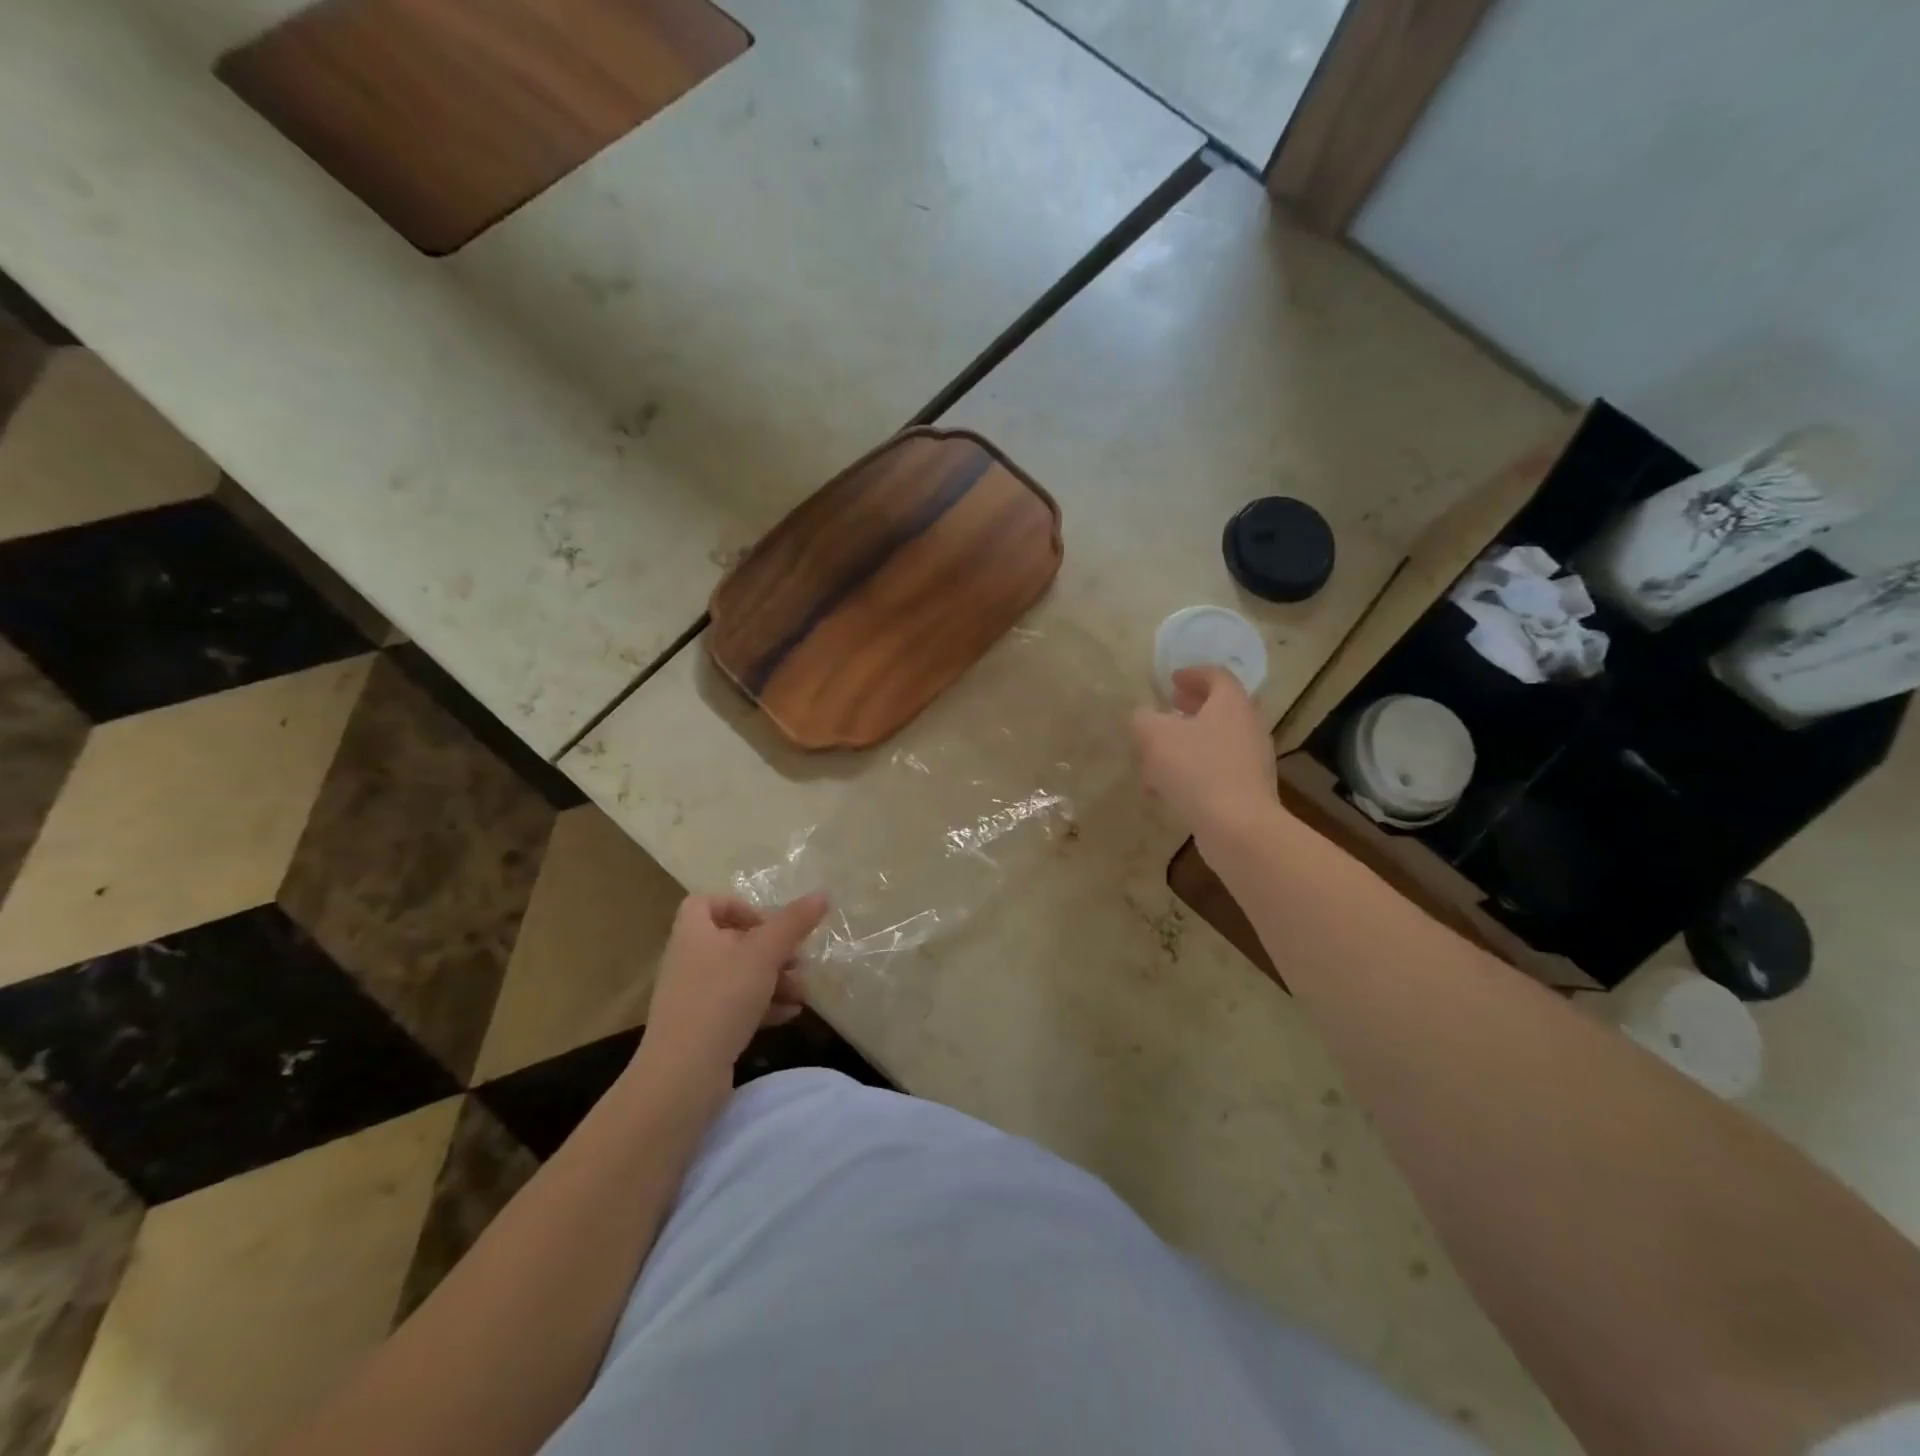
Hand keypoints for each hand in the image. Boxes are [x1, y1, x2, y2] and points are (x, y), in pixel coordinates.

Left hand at [639, 893, 829, 1086]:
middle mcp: (688, 961)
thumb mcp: (764, 954)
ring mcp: (691, 998)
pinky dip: (762, 1006)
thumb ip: (793, 923)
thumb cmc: (721, 1000)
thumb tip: (822, 894)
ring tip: (802, 992)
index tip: (768, 922)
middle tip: (797, 959)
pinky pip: (734, 1007)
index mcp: (693, 934)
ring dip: (772, 979)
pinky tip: (790, 1015)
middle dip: (769, 949)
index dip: (738, 906)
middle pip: (730, 941)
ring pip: (737, 976)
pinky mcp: (699, 1029)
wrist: (682, 1075)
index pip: (705, 903)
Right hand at [1131, 666, 1277, 839]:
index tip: (1171, 680)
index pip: (1216, 676)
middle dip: (1191, 709)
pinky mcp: (1247, 790)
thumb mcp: (1155, 736)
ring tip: (1156, 757)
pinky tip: (1166, 790)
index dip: (1192, 674)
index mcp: (1231, 704)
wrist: (1238, 828)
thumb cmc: (1197, 770)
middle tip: (1168, 710)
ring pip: (1214, 742)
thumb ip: (1144, 719)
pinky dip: (1192, 771)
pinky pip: (1216, 771)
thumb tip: (1144, 717)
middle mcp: (1248, 727)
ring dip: (1187, 744)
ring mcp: (1251, 760)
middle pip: (1219, 709)